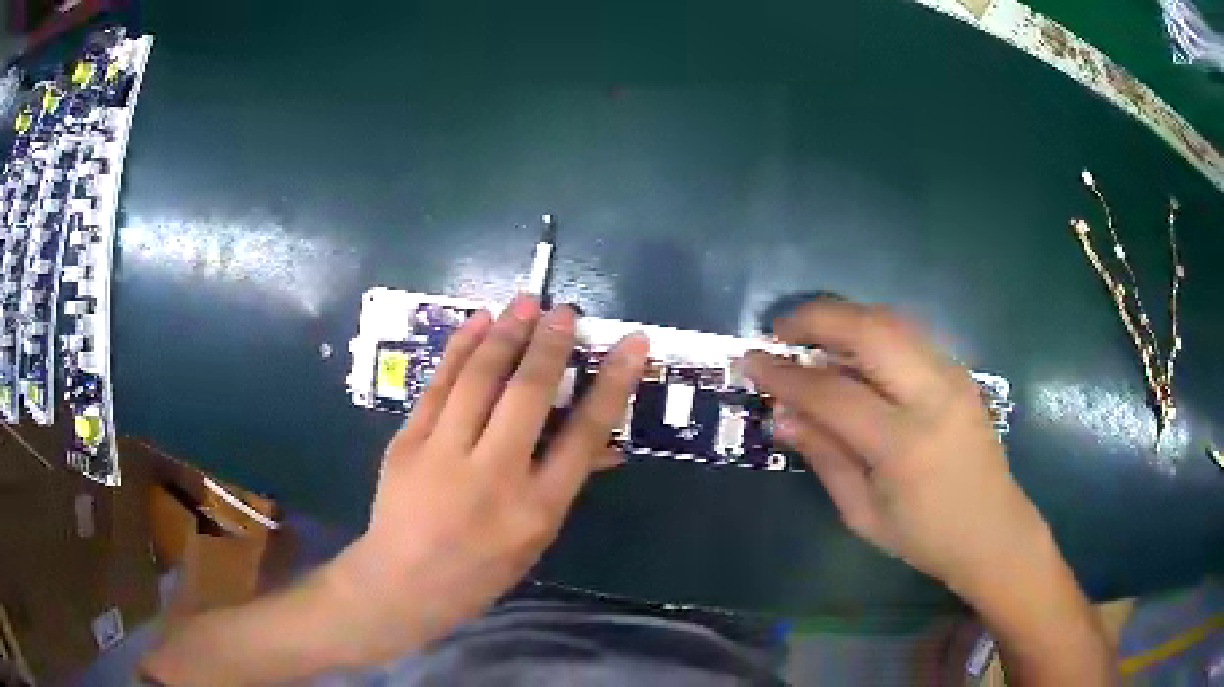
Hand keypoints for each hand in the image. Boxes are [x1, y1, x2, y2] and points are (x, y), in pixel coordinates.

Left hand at [324, 294, 647, 664]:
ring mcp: (443, 456)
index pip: (583, 435)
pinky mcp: (408, 442)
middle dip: (550, 345)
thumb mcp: (536, 538)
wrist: (403, 581)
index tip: (631, 344)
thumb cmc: (480, 569)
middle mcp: (493, 476)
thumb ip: (565, 483)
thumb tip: (604, 442)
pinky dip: (460, 348)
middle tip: (565, 311)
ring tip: (525, 302)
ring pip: (478, 379)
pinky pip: (438, 385)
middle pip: (527, 395)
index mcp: (536, 509)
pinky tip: (478, 322)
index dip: (612, 384)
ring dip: (505, 334)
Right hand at [745, 298, 1048, 597]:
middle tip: (779, 329)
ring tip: (810, 334)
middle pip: (870, 330)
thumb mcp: (863, 513)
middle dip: (817, 318)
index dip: (786, 374)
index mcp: (904, 445)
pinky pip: (909, 334)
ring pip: (892, 321)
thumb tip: (782, 416)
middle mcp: (933, 396)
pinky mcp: (960, 371)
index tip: (751, 360)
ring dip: (844, 318)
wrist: (993, 530)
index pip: (834, 393)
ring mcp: (953, 376)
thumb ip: (824, 457)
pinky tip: (852, 351)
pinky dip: (871, 330)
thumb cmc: (924, 537)